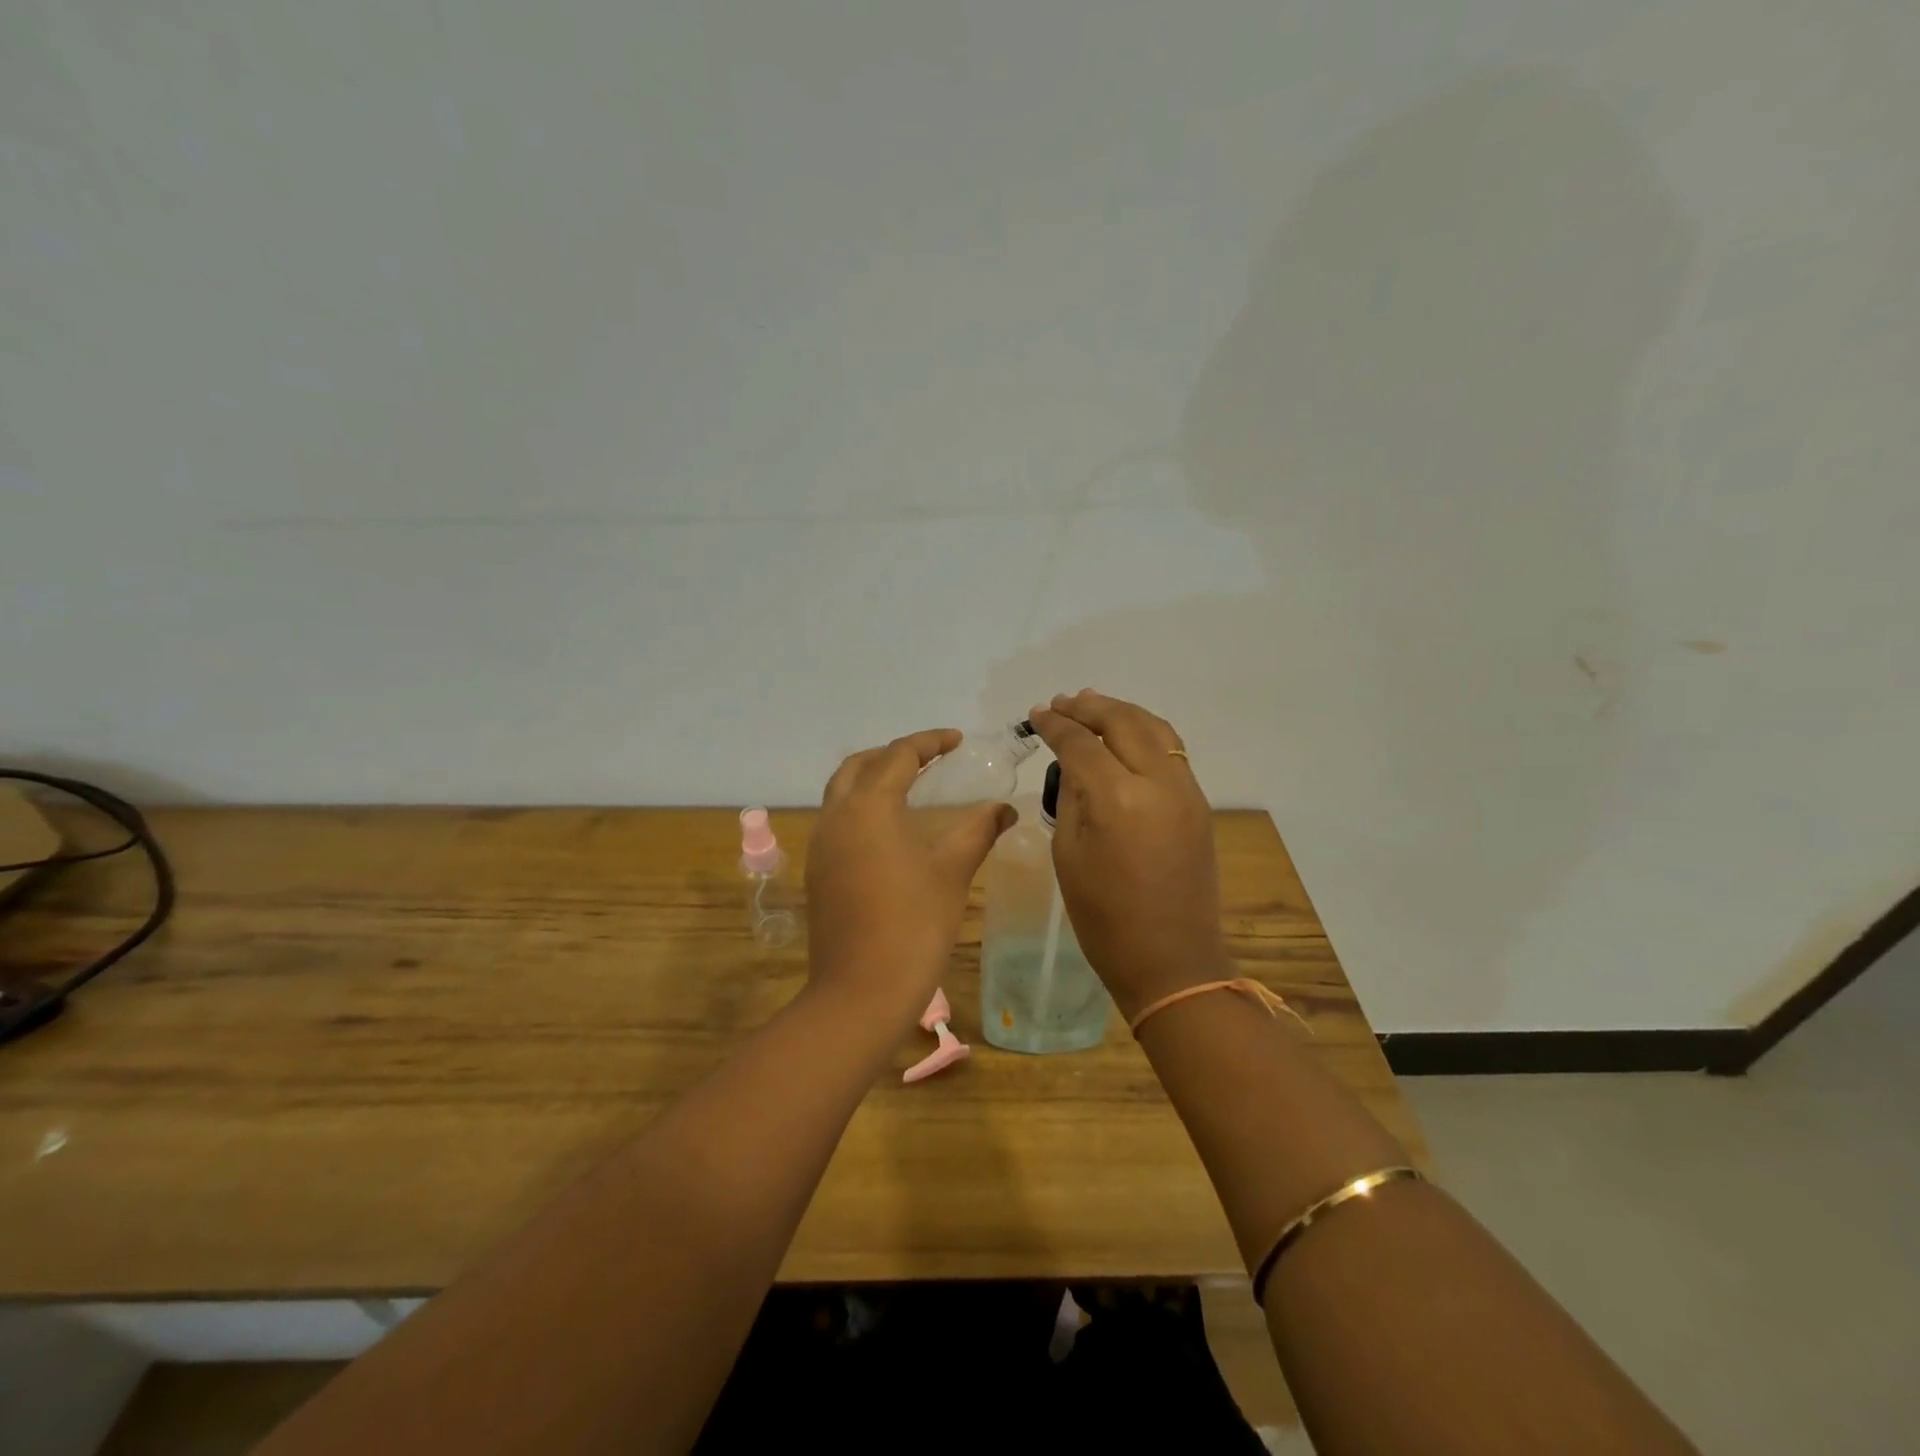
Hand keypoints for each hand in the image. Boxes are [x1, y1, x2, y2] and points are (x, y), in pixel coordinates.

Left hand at [806, 729, 1016, 1019]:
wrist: (862, 990)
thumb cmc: (914, 923)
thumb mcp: (953, 870)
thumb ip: (979, 831)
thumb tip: (1005, 810)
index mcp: (868, 806)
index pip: (898, 755)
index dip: (929, 742)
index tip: (957, 739)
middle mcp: (836, 816)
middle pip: (859, 765)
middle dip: (893, 754)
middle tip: (928, 758)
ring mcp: (821, 845)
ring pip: (841, 792)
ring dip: (872, 778)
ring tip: (909, 786)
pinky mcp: (818, 871)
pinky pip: (837, 820)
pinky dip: (861, 807)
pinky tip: (888, 829)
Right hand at [1027, 692, 1231, 1018]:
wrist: (1171, 960)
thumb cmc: (1104, 918)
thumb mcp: (1068, 854)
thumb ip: (1072, 798)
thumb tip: (1074, 764)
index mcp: (1117, 799)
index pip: (1081, 743)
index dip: (1055, 725)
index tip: (1037, 715)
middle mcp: (1157, 783)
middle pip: (1122, 721)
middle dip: (1088, 707)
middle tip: (1062, 703)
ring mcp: (1186, 791)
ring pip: (1155, 728)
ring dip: (1121, 712)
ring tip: (1092, 706)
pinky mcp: (1199, 804)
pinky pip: (1171, 750)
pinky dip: (1145, 732)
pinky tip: (1126, 735)